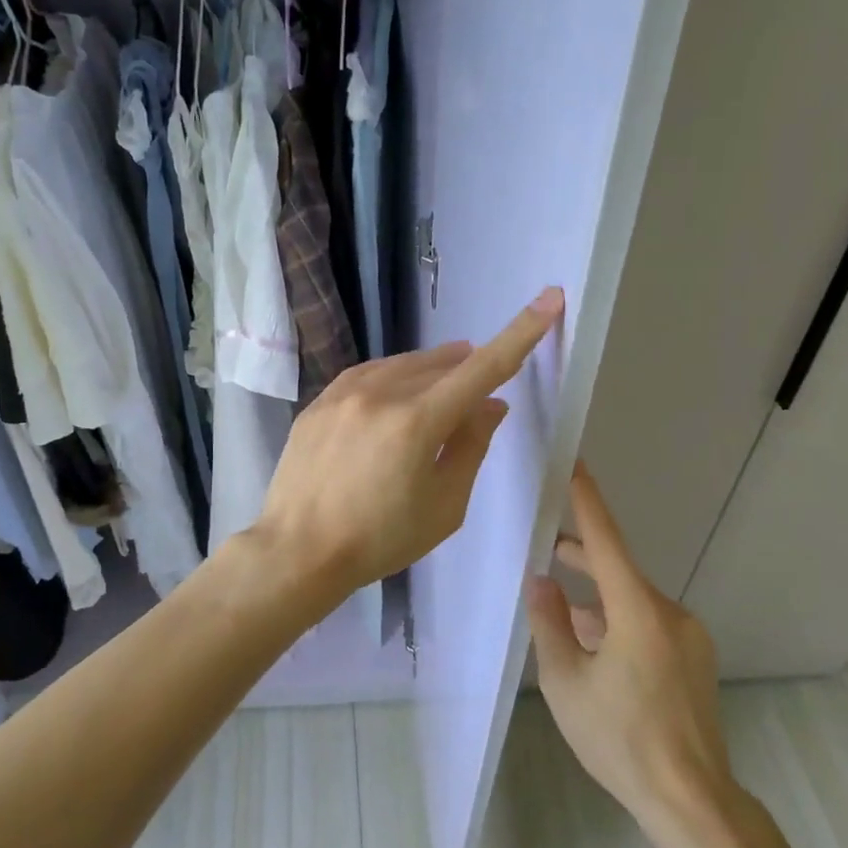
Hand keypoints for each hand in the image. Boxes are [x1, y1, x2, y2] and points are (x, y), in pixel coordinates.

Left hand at [253, 288, 564, 600]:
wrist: (297, 549)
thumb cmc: (380, 539)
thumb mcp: (444, 506)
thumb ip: (471, 447)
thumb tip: (490, 405)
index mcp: (417, 421)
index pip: (482, 367)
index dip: (521, 333)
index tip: (549, 298)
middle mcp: (380, 393)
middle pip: (442, 364)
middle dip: (468, 370)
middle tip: (477, 396)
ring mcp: (344, 393)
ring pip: (403, 364)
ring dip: (431, 371)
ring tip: (440, 394)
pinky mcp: (320, 401)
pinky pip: (369, 374)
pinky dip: (393, 378)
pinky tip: (394, 396)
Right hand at [529, 462, 752, 847]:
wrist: (692, 803)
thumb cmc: (620, 741)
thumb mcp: (566, 682)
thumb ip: (550, 623)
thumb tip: (540, 580)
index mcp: (639, 612)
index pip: (606, 541)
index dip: (587, 500)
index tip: (573, 464)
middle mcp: (670, 613)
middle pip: (618, 569)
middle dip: (581, 556)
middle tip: (544, 543)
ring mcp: (688, 637)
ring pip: (631, 600)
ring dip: (595, 597)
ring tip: (557, 605)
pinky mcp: (693, 660)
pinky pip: (647, 623)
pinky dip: (615, 621)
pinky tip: (590, 642)